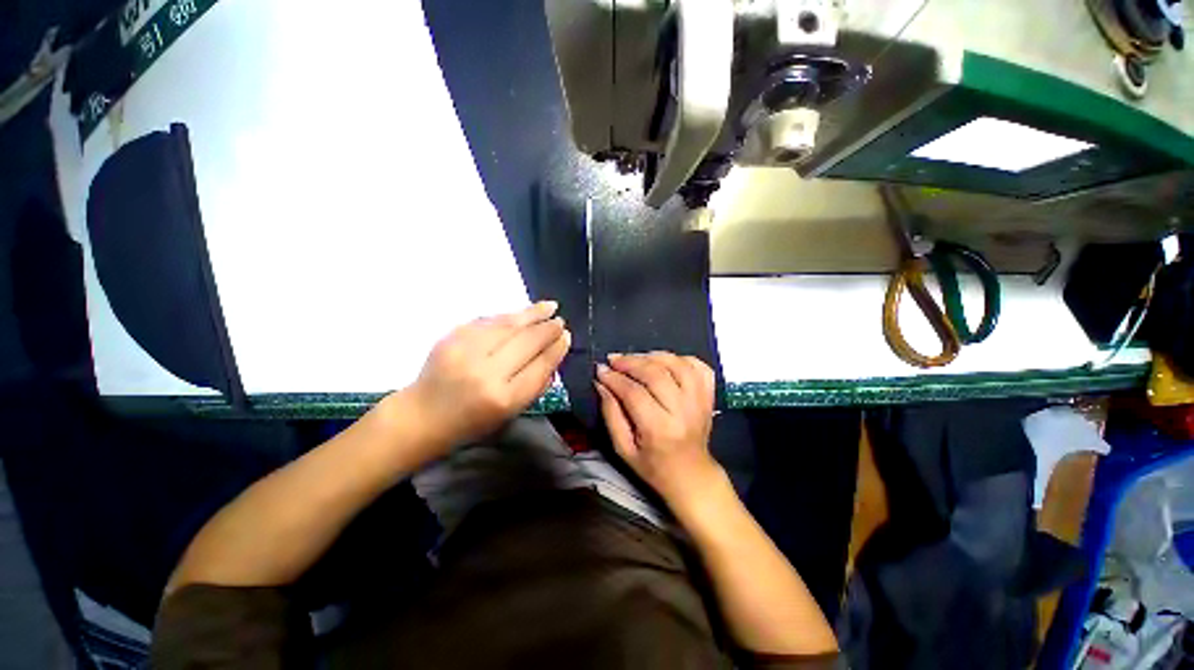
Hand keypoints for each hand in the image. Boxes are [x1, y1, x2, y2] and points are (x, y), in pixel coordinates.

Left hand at [405, 301, 569, 451]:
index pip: (540, 365)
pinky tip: (521, 313)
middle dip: (548, 328)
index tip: (566, 337)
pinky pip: (488, 320)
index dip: (556, 348)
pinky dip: (508, 316)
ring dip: (532, 313)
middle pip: (527, 341)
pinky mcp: (452, 337)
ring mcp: (466, 351)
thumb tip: (555, 355)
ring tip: (549, 306)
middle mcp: (486, 372)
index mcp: (504, 398)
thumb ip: (536, 385)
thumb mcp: (511, 413)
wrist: (421, 416)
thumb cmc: (472, 422)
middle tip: (560, 321)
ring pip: (508, 325)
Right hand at [594, 352, 721, 510]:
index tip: (600, 370)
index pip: (634, 393)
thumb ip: (611, 414)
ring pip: (678, 365)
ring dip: (653, 356)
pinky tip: (665, 362)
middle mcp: (682, 411)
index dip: (614, 378)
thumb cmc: (653, 466)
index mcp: (659, 429)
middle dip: (630, 362)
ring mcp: (699, 401)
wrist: (691, 476)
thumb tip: (601, 383)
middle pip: (656, 374)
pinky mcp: (708, 397)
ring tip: (636, 358)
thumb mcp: (623, 449)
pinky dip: (681, 358)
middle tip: (614, 360)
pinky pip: (699, 367)